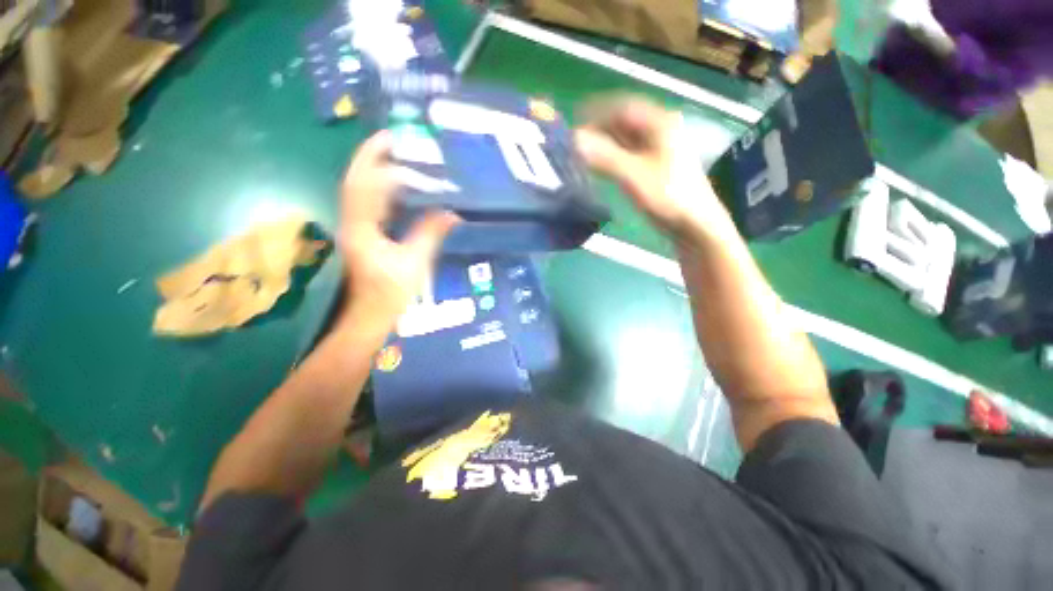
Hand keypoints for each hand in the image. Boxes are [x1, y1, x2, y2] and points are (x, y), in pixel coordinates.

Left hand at [338, 131, 459, 328]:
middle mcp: (352, 223)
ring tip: (394, 156)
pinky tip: (395, 186)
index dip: (378, 161)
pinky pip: (366, 203)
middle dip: (371, 157)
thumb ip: (430, 234)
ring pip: (358, 190)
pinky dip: (378, 188)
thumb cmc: (391, 293)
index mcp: (362, 229)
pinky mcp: (361, 234)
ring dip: (373, 170)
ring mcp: (354, 228)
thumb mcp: (415, 263)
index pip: (365, 185)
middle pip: (355, 181)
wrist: (370, 315)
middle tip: (392, 139)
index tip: (395, 143)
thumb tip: (451, 213)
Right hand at [574, 97, 735, 240]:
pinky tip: (598, 166)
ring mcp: (657, 149)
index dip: (596, 112)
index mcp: (660, 123)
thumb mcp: (633, 175)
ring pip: (624, 140)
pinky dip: (611, 157)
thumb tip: (574, 140)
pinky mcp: (653, 167)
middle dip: (598, 130)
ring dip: (603, 145)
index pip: (623, 108)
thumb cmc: (666, 196)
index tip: (574, 123)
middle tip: (574, 144)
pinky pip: (627, 154)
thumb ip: (604, 156)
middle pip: (623, 123)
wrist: (692, 223)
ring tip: (581, 155)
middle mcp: (659, 130)